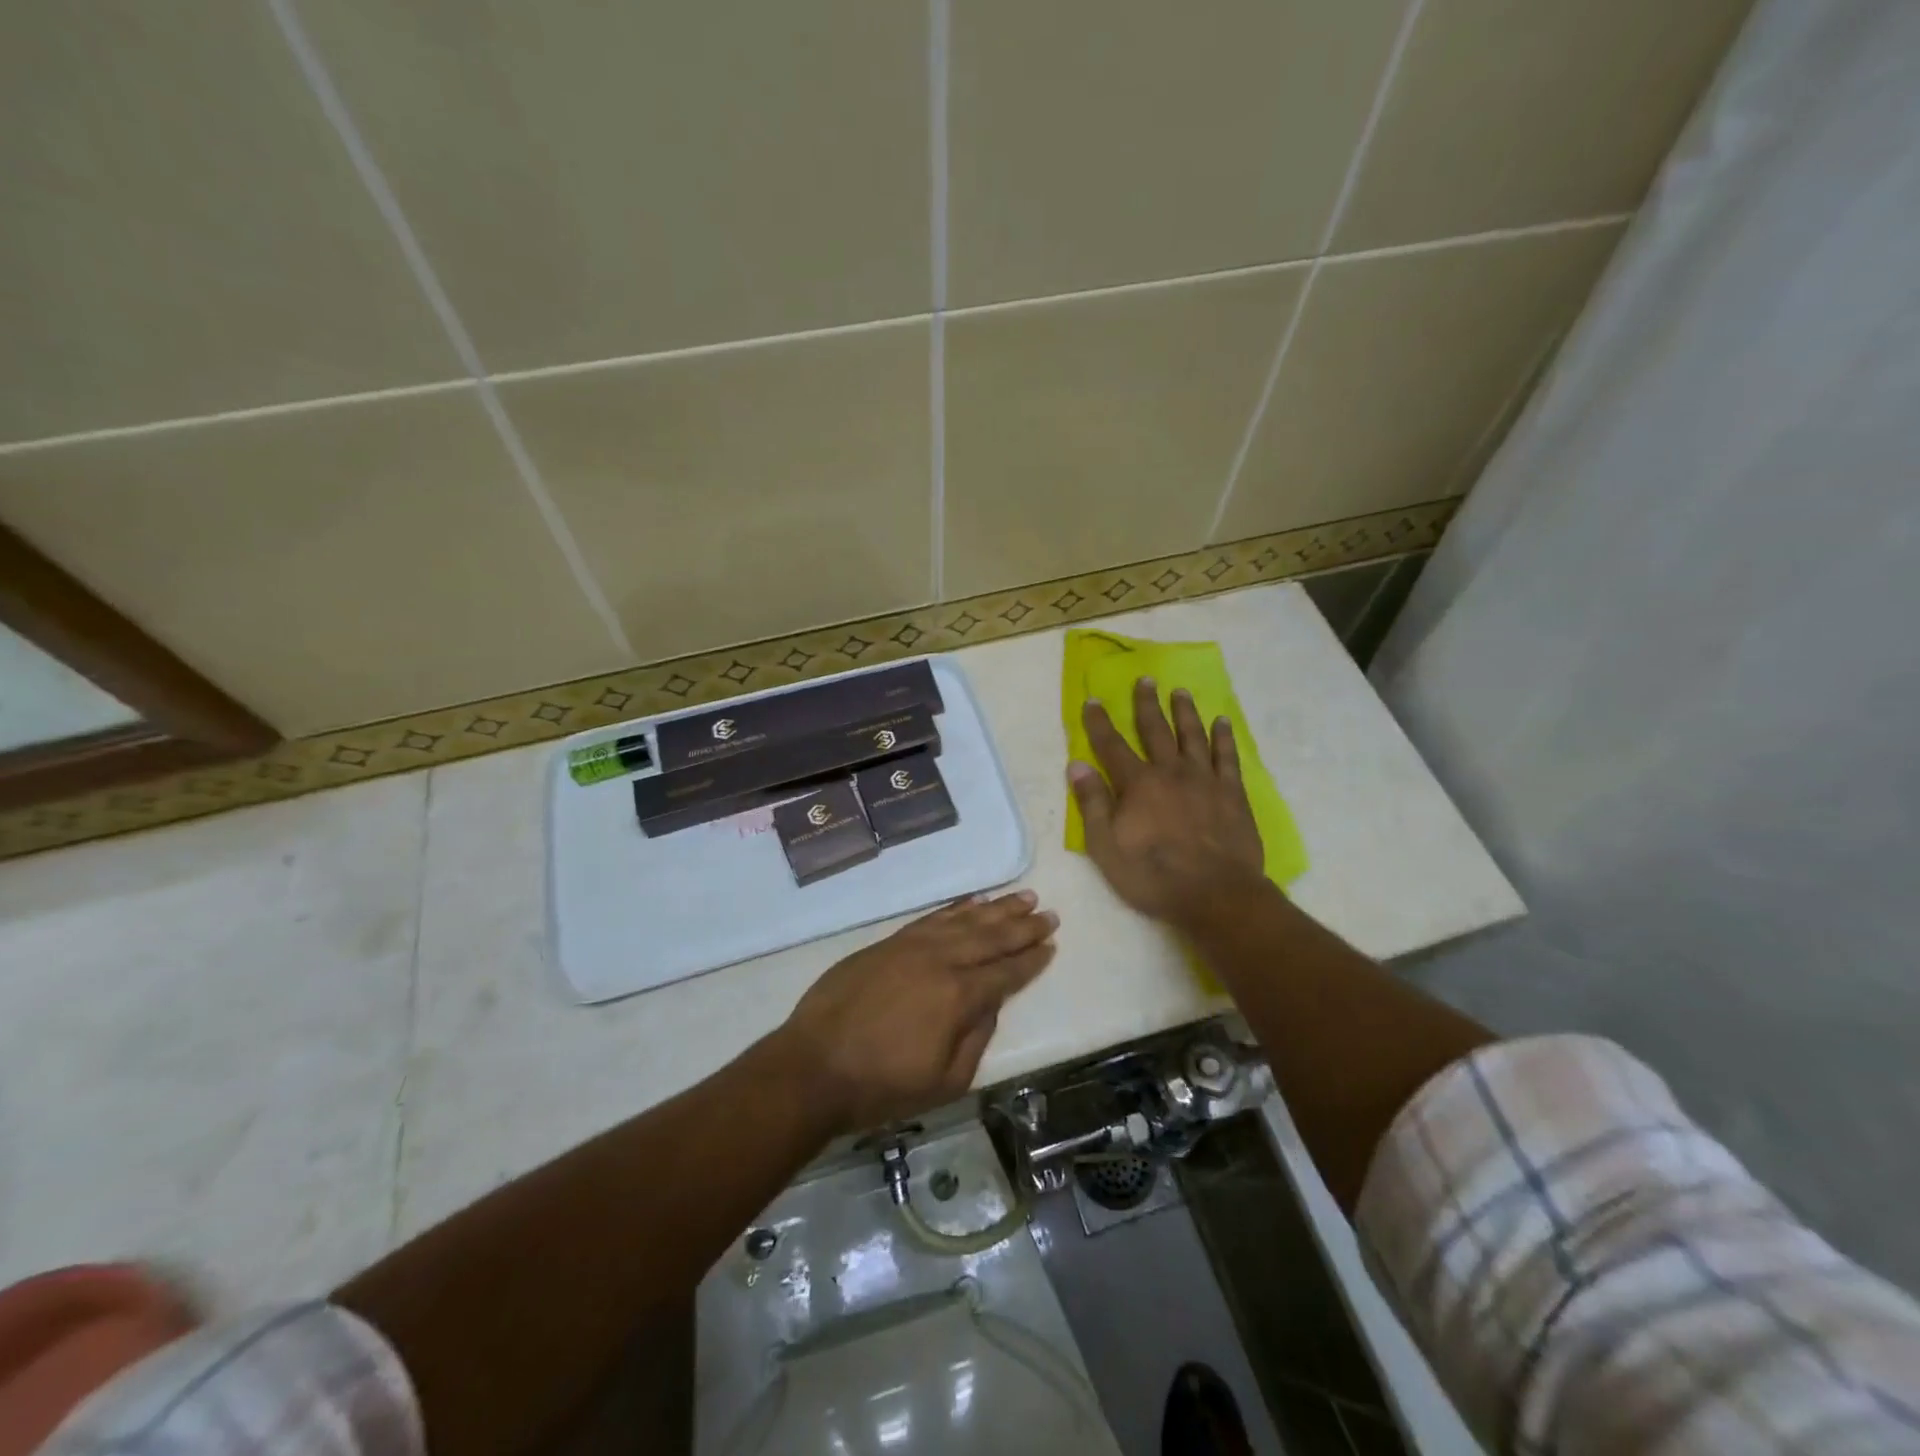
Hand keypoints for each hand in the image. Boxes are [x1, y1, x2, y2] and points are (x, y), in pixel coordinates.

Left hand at [776, 891, 1057, 1135]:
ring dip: (995, 908)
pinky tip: (971, 903)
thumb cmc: (881, 1086)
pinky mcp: (888, 943)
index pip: (1005, 973)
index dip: (1031, 960)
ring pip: (963, 920)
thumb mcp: (944, 1082)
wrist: (813, 1066)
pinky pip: (931, 918)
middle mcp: (940, 961)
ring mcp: (912, 946)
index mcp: (958, 997)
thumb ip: (976, 1039)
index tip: (1051, 944)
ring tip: (1020, 897)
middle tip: (1047, 913)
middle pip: (990, 937)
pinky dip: (955, 909)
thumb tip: (989, 1006)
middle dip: (1022, 926)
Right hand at [1069, 678, 1265, 928]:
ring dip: (1185, 712)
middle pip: (1156, 730)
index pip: (1112, 746)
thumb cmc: (1153, 875)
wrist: (1215, 894)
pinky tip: (1221, 722)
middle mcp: (1170, 772)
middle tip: (1145, 680)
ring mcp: (1205, 779)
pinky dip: (1223, 737)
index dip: (1100, 723)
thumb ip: (1092, 803)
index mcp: (1137, 784)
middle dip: (1147, 704)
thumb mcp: (1106, 846)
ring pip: (1193, 735)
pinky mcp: (1232, 793)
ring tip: (1180, 692)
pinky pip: (1227, 756)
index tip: (1094, 701)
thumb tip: (1076, 765)